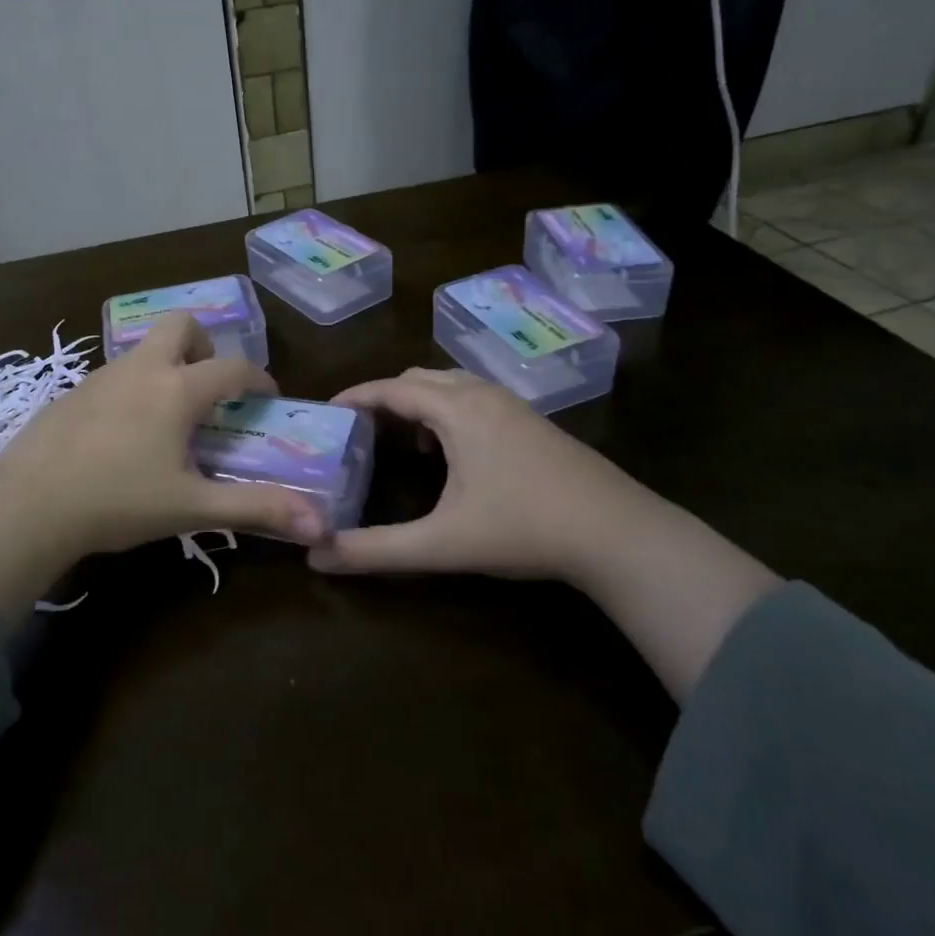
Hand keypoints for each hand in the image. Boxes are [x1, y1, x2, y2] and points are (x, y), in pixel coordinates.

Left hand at [0, 313, 325, 618]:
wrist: (26, 506)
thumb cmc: (117, 502)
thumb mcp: (192, 506)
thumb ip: (256, 509)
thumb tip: (320, 525)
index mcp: (177, 389)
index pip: (233, 367)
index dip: (258, 379)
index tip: (267, 397)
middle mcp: (142, 369)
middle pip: (182, 325)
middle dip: (205, 346)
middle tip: (209, 390)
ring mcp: (101, 376)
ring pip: (145, 349)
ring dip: (168, 367)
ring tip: (170, 418)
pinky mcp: (73, 393)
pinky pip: (116, 374)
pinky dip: (135, 387)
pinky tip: (124, 434)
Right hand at [309, 368, 700, 581]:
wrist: (618, 533)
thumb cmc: (524, 528)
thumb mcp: (442, 544)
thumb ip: (377, 550)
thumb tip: (316, 557)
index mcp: (457, 409)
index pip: (391, 388)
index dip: (355, 396)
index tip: (325, 411)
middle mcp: (482, 394)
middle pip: (419, 378)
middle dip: (385, 397)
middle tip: (360, 430)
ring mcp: (513, 405)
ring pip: (450, 385)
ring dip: (419, 404)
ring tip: (402, 442)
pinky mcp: (532, 422)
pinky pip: (474, 399)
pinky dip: (448, 412)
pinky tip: (453, 455)